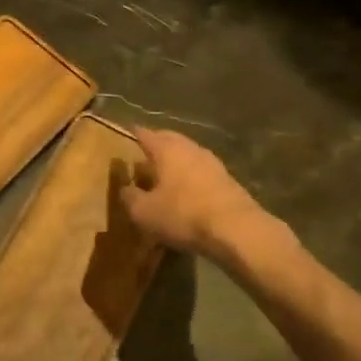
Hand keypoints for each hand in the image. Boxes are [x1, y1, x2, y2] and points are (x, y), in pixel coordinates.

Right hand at [118, 128, 263, 257]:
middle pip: (170, 139)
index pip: (146, 135)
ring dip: (175, 160)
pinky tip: (186, 189)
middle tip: (144, 153)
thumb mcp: (144, 212)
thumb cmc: (182, 214)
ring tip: (164, 173)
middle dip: (157, 144)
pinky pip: (201, 170)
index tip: (128, 132)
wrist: (235, 228)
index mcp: (167, 150)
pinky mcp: (227, 179)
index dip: (135, 134)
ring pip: (188, 154)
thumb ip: (130, 197)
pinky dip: (190, 175)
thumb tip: (125, 188)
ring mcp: (212, 162)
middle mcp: (190, 148)